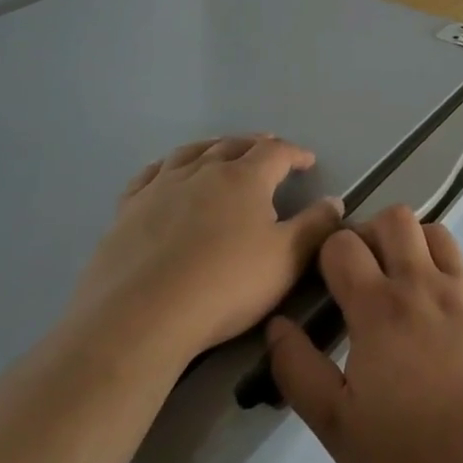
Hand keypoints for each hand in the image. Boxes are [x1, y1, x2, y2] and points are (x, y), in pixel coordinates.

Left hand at [71, 136, 342, 362]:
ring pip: (192, 152)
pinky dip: (167, 166)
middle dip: (256, 145)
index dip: (295, 153)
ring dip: (213, 147)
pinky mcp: (128, 210)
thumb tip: (334, 201)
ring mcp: (161, 187)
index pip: (276, 152)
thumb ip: (315, 227)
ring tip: (222, 151)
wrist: (140, 317)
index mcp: (245, 177)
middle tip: (269, 151)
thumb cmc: (224, 286)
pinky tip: (167, 173)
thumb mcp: (286, 260)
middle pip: (234, 145)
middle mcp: (203, 170)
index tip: (308, 161)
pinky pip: (150, 174)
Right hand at [265, 205, 462, 462]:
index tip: (324, 281)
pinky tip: (437, 313)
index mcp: (378, 308)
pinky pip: (461, 266)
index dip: (327, 253)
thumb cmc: (411, 452)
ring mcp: (462, 291)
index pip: (343, 245)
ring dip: (411, 243)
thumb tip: (277, 325)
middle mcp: (421, 284)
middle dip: (370, 233)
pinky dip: (442, 271)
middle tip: (362, 272)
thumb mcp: (337, 425)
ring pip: (433, 231)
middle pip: (393, 219)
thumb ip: (299, 370)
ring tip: (401, 281)